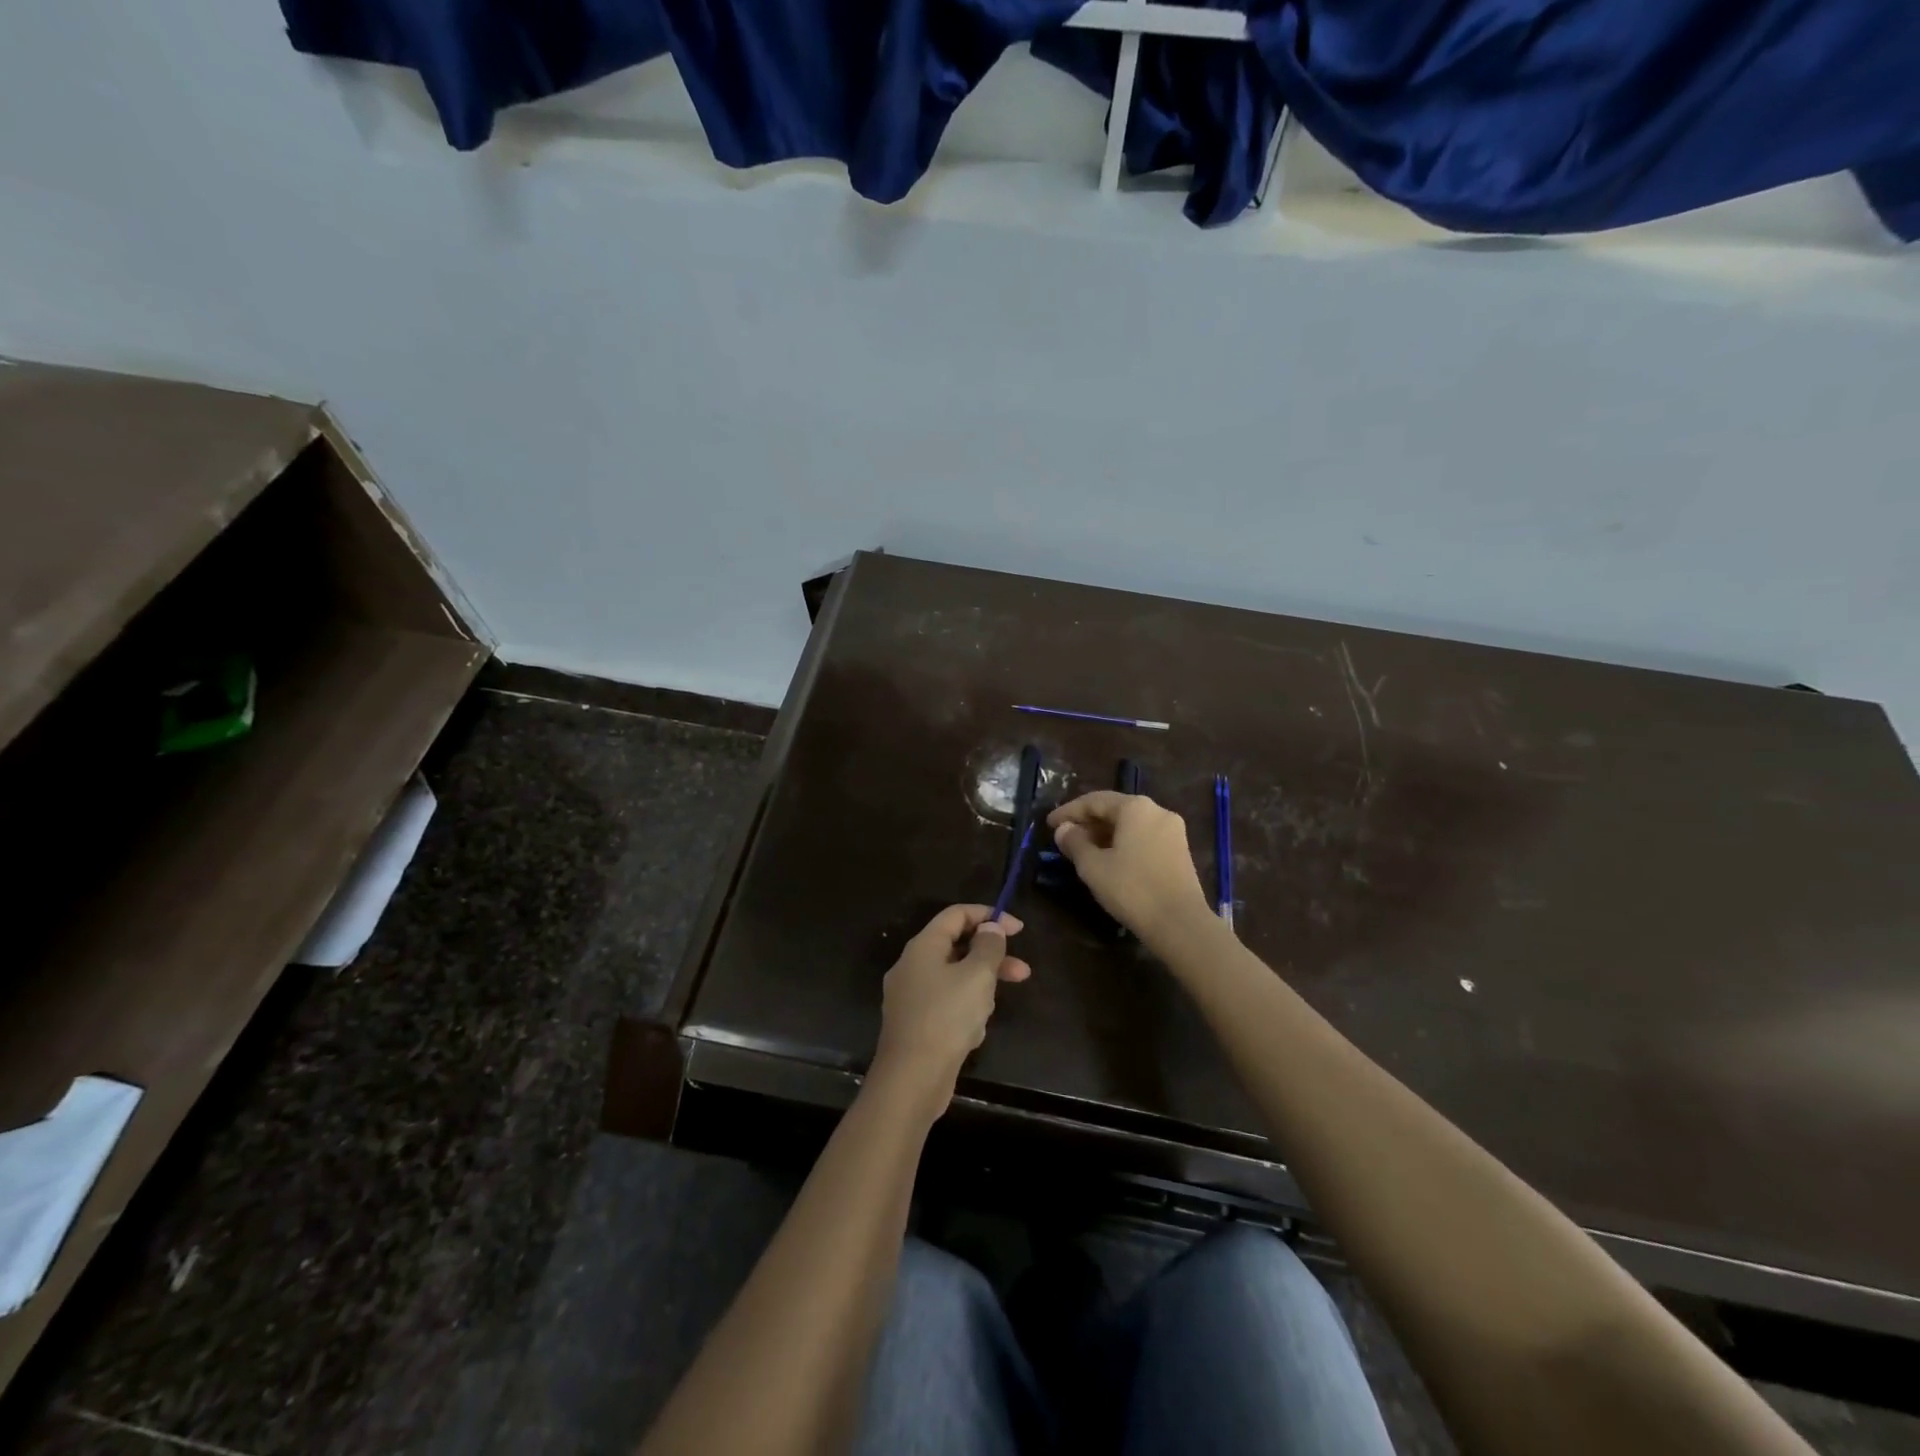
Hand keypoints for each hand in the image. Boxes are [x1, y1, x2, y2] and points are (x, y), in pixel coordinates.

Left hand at [869, 904, 1030, 1115]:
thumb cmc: (946, 1018)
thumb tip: (990, 928)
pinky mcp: (915, 1023)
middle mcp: (911, 966)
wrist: (911, 1079)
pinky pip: (946, 1004)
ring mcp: (910, 996)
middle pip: (956, 947)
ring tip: (990, 1010)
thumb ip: (988, 947)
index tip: (1018, 929)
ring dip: (979, 987)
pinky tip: (974, 1032)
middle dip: (990, 958)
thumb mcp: (977, 976)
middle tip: (1022, 971)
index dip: (988, 916)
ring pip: (954, 978)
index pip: (956, 914)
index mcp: (923, 946)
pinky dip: (964, 1010)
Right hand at [1048, 792, 1213, 946]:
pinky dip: (1123, 843)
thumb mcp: (1093, 866)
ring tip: (1083, 850)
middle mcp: (1157, 810)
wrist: (1180, 923)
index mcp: (1136, 807)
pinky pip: (1143, 837)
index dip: (1068, 812)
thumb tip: (1063, 829)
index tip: (1048, 824)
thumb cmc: (1132, 889)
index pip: (1094, 801)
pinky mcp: (1179, 851)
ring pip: (1130, 825)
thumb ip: (1074, 842)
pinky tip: (1109, 860)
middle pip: (1114, 810)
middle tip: (1064, 838)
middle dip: (1087, 822)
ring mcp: (1172, 831)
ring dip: (1104, 834)